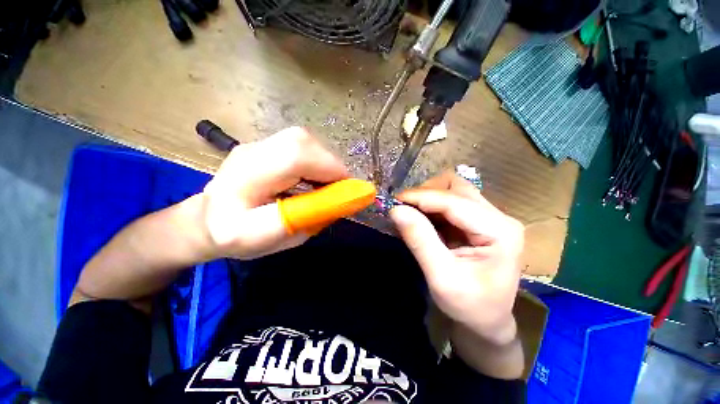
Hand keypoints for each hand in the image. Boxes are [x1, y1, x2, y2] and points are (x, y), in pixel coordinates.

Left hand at [202, 127, 347, 259]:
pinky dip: (316, 160)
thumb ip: (306, 219)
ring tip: (327, 186)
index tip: (347, 191)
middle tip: (339, 189)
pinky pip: (300, 146)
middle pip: (302, 142)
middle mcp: (249, 153)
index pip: (295, 158)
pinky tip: (314, 177)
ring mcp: (257, 145)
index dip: (329, 170)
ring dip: (325, 163)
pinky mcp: (265, 145)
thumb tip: (342, 201)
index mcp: (243, 180)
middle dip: (330, 165)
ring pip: (304, 141)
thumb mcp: (271, 239)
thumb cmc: (236, 236)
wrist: (207, 219)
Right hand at [390, 172, 523, 345]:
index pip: (454, 201)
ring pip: (453, 191)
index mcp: (499, 231)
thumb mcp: (441, 277)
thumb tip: (396, 210)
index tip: (394, 201)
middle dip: (426, 193)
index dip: (421, 197)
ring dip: (428, 197)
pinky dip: (431, 206)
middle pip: (457, 188)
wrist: (487, 321)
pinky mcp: (479, 221)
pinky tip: (420, 218)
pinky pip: (451, 202)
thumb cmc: (469, 306)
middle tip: (403, 207)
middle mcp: (499, 217)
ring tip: (410, 212)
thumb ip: (420, 240)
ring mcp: (490, 217)